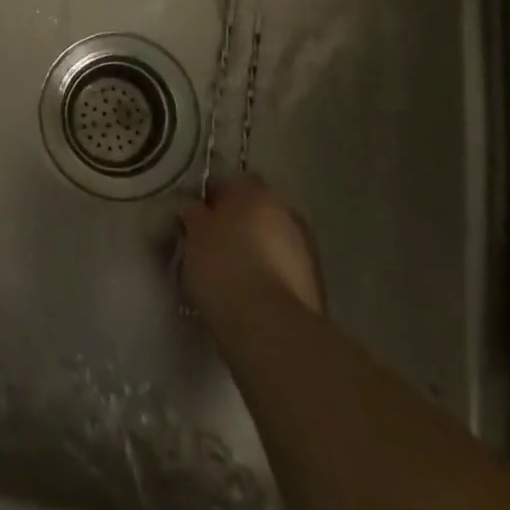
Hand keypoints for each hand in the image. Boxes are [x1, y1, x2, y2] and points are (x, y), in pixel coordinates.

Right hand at [179, 175, 324, 321]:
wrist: (272, 328)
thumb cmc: (225, 268)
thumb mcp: (194, 235)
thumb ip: (194, 214)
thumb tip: (196, 209)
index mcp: (255, 191)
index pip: (232, 181)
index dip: (213, 198)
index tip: (197, 219)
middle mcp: (286, 210)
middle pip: (257, 210)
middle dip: (239, 224)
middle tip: (214, 247)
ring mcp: (306, 247)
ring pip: (273, 240)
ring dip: (257, 251)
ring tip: (232, 278)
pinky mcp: (315, 284)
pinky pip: (284, 270)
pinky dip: (271, 277)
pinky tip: (251, 298)